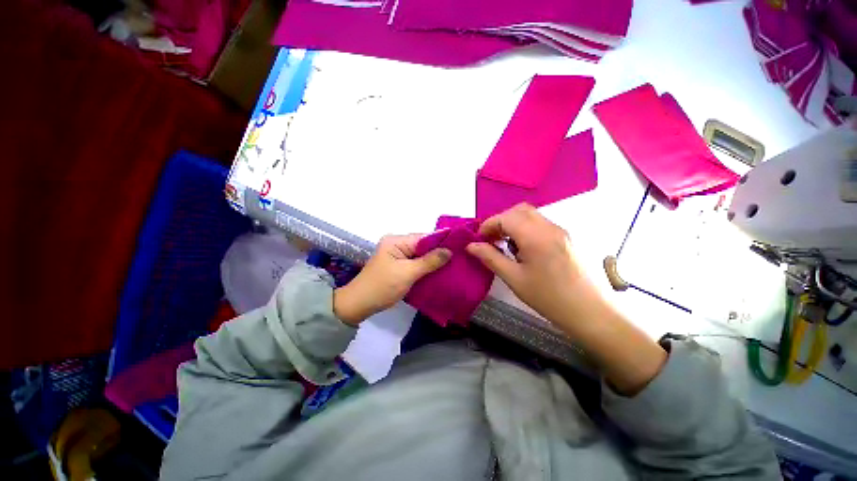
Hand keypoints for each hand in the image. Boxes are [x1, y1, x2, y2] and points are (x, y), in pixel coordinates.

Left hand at [333, 235, 450, 324]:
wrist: (359, 304)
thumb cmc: (383, 287)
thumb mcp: (408, 273)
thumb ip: (429, 261)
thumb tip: (449, 250)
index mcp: (396, 241)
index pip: (424, 237)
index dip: (441, 241)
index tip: (459, 246)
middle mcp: (396, 244)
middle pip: (422, 245)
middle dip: (438, 252)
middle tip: (458, 257)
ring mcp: (396, 255)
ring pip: (420, 255)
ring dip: (433, 260)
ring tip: (452, 264)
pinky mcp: (397, 265)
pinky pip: (415, 263)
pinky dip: (425, 267)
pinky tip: (438, 272)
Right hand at [466, 203, 588, 324]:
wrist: (591, 312)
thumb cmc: (549, 298)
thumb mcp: (514, 279)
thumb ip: (491, 258)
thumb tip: (471, 246)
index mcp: (536, 237)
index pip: (506, 217)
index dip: (488, 225)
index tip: (479, 239)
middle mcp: (550, 227)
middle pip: (519, 210)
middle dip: (501, 221)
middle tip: (491, 239)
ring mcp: (561, 231)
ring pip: (531, 215)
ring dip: (513, 223)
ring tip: (505, 244)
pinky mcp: (567, 237)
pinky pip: (541, 223)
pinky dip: (526, 228)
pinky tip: (523, 248)